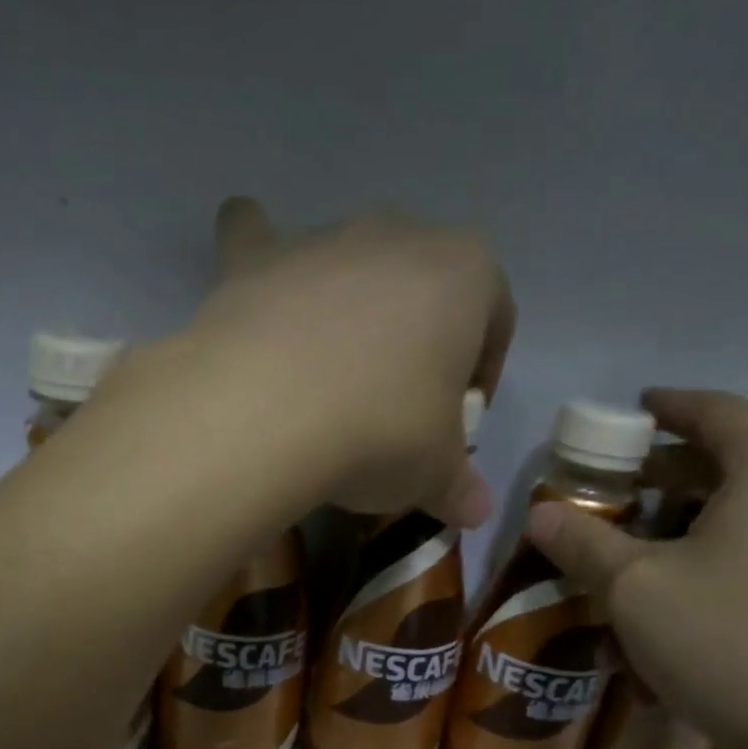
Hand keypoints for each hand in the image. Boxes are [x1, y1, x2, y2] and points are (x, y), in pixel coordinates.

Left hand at [182, 197, 515, 526]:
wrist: (271, 414)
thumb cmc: (382, 433)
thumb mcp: (434, 474)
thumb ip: (460, 488)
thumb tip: (478, 512)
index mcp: (466, 274)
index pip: (495, 315)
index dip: (483, 369)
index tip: (460, 418)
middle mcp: (398, 236)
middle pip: (421, 286)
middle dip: (416, 338)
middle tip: (395, 405)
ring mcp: (323, 240)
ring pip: (346, 263)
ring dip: (346, 306)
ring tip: (327, 373)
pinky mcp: (256, 258)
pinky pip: (257, 239)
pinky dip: (258, 255)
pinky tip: (252, 286)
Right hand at [528, 389, 747, 748]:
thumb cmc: (728, 642)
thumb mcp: (635, 590)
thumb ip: (584, 544)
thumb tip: (540, 513)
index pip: (720, 412)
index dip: (672, 406)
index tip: (639, 407)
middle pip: (742, 460)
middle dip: (678, 470)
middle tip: (629, 485)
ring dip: (703, 519)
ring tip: (655, 547)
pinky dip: (735, 555)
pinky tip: (699, 600)